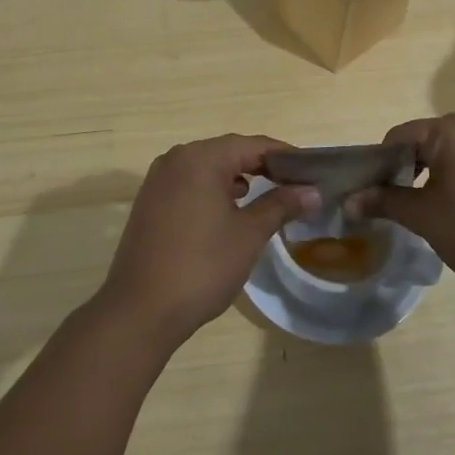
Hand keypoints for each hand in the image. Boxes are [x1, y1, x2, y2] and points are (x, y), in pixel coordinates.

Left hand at [97, 135, 318, 345]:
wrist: (141, 310)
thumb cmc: (202, 266)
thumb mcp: (249, 234)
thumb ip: (281, 205)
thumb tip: (313, 192)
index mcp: (200, 158)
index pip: (253, 145)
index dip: (286, 156)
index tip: (313, 172)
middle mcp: (176, 159)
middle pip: (229, 152)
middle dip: (263, 166)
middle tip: (296, 185)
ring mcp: (158, 181)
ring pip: (208, 168)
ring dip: (239, 178)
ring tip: (269, 197)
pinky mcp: (150, 203)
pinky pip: (190, 184)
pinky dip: (215, 191)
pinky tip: (231, 211)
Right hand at [349, 112, 454, 295]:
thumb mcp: (424, 217)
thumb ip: (385, 201)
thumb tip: (349, 200)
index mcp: (453, 128)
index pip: (399, 137)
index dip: (379, 165)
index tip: (371, 194)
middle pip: (426, 140)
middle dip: (407, 168)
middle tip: (396, 204)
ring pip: (453, 150)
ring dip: (434, 173)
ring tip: (427, 209)